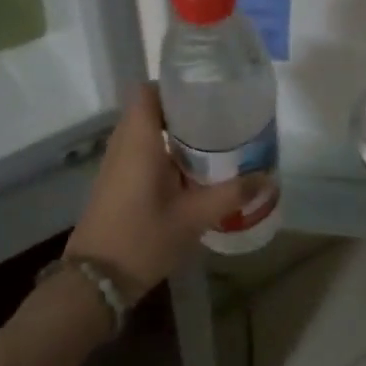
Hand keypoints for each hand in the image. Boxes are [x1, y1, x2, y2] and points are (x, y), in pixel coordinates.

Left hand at [64, 84, 262, 297]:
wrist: (96, 280)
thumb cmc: (144, 238)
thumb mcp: (194, 216)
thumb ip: (232, 194)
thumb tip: (268, 179)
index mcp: (138, 139)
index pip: (148, 91)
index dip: (174, 86)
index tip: (206, 92)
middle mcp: (123, 144)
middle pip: (150, 109)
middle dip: (184, 111)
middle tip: (221, 117)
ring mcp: (116, 164)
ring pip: (146, 133)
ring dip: (175, 134)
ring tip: (214, 141)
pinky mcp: (117, 183)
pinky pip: (141, 152)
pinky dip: (165, 152)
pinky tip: (193, 171)